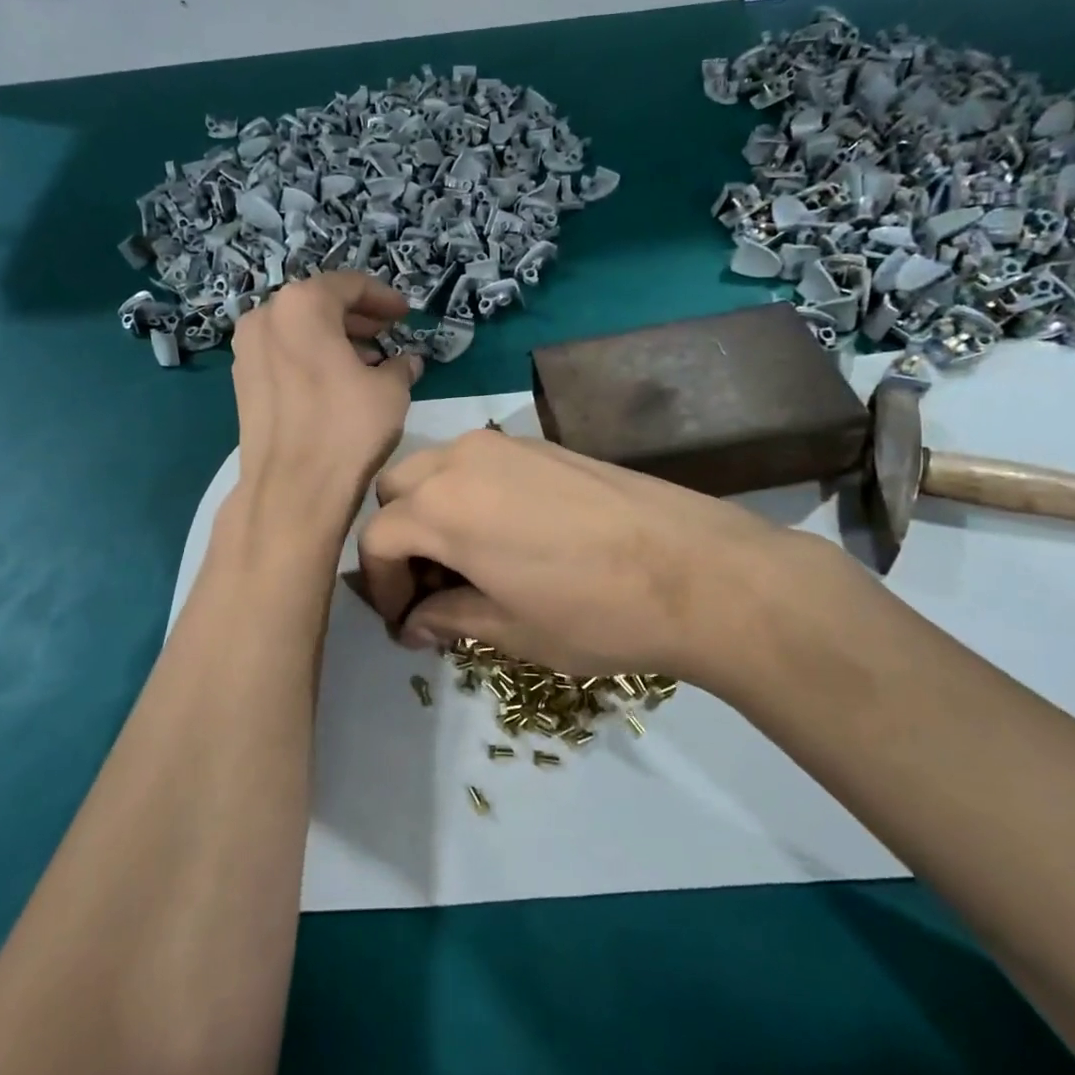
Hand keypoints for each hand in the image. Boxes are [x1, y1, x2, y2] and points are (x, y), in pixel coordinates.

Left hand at [228, 272, 422, 525]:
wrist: (292, 489)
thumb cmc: (347, 428)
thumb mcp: (391, 390)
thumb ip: (401, 365)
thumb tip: (407, 361)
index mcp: (301, 305)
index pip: (349, 285)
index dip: (383, 297)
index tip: (405, 315)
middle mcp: (266, 317)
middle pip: (319, 304)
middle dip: (356, 318)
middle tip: (387, 334)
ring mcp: (247, 351)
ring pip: (298, 331)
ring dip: (334, 339)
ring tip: (368, 362)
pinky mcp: (243, 383)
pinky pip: (283, 355)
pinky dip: (311, 358)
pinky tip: (337, 383)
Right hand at [357, 430, 827, 683]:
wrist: (697, 571)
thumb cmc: (593, 612)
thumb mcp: (510, 629)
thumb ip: (449, 618)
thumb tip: (414, 623)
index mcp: (443, 507)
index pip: (376, 539)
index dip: (380, 586)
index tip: (404, 622)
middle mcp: (464, 460)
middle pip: (398, 490)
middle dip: (401, 538)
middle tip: (431, 587)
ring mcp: (507, 445)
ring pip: (438, 468)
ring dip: (433, 511)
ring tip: (468, 561)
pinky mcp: (544, 445)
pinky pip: (481, 463)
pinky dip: (471, 494)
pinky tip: (509, 536)